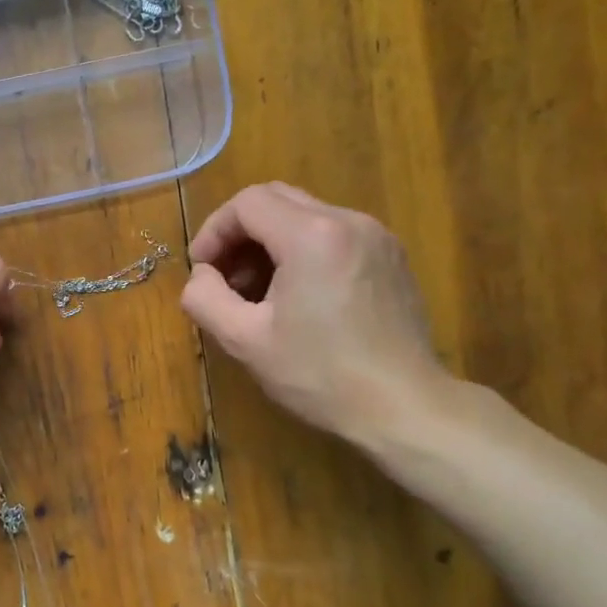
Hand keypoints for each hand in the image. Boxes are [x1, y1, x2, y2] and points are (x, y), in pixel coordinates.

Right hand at [180, 183, 452, 446]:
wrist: (404, 407)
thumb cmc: (319, 375)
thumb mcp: (244, 341)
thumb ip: (205, 298)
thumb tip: (202, 276)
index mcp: (312, 235)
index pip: (247, 203)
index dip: (214, 231)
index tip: (202, 271)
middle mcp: (348, 221)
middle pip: (277, 199)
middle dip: (240, 233)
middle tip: (224, 277)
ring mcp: (376, 237)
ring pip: (306, 216)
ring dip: (270, 243)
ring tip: (257, 292)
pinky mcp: (390, 257)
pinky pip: (333, 235)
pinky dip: (302, 251)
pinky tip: (296, 297)